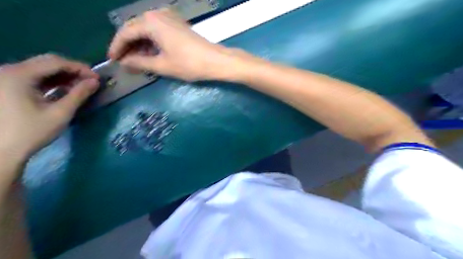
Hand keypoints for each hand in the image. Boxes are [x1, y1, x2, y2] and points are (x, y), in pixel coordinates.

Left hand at [0, 55, 99, 162]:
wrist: (2, 151)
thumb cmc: (31, 132)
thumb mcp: (60, 113)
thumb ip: (79, 94)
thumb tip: (95, 82)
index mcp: (19, 75)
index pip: (55, 62)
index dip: (80, 68)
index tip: (97, 78)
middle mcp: (9, 71)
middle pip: (47, 62)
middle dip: (72, 70)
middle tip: (90, 81)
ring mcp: (7, 78)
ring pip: (41, 69)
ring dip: (63, 76)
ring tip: (81, 86)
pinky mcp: (7, 86)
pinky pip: (34, 77)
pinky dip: (52, 81)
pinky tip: (64, 90)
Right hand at [108, 9, 235, 80]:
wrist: (216, 61)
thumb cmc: (189, 64)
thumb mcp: (162, 65)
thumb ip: (140, 63)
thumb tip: (125, 63)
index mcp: (151, 22)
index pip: (125, 33)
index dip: (117, 47)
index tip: (112, 60)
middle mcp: (157, 14)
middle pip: (135, 28)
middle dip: (127, 45)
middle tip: (123, 61)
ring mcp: (169, 17)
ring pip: (146, 29)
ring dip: (139, 44)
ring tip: (136, 61)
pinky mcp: (177, 24)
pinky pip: (157, 30)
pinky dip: (151, 42)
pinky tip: (150, 54)